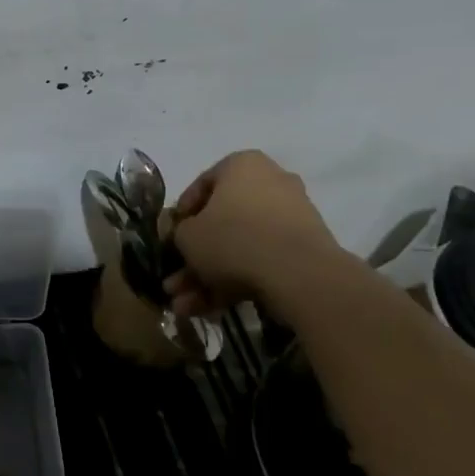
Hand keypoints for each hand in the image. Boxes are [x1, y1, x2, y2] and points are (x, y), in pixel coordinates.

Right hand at [166, 150, 343, 316]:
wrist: (298, 274)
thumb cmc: (233, 238)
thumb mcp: (187, 236)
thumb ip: (178, 233)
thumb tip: (182, 237)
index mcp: (242, 165)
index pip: (200, 187)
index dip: (180, 218)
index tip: (170, 240)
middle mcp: (270, 183)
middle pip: (221, 222)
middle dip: (194, 258)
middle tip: (175, 283)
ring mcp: (291, 217)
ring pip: (239, 246)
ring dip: (209, 276)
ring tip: (186, 306)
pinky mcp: (304, 249)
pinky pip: (261, 260)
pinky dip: (236, 282)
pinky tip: (211, 310)